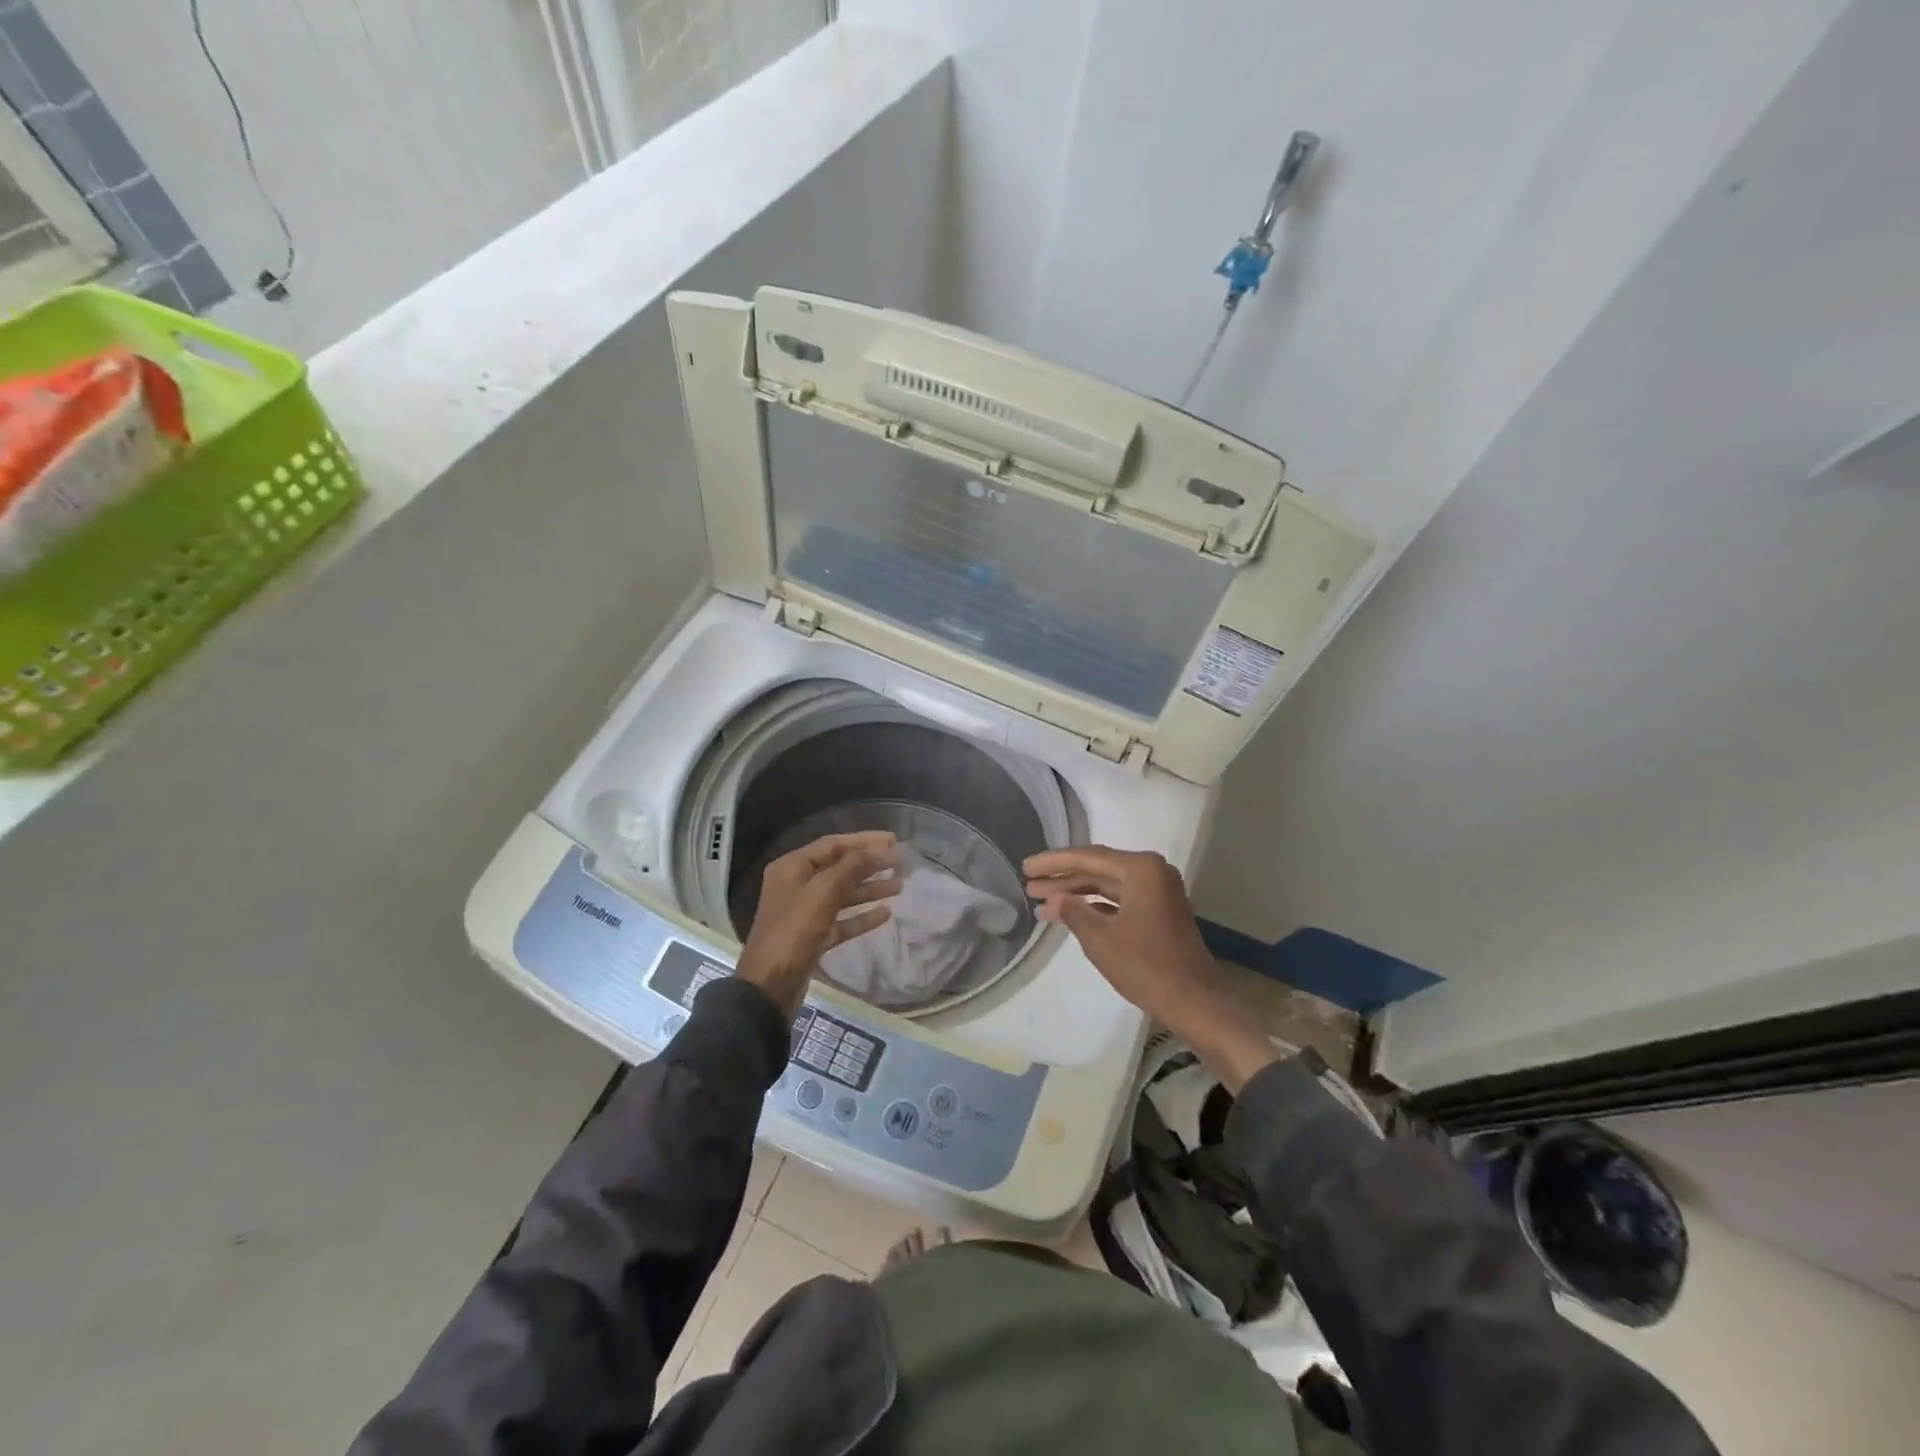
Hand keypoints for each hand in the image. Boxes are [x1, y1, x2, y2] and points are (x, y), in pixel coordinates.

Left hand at [738, 831, 900, 1018]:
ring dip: (869, 889)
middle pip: (839, 868)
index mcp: (792, 867)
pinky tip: (885, 914)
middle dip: (870, 865)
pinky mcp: (812, 938)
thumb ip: (854, 867)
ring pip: (842, 894)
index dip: (864, 841)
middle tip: (900, 863)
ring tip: (899, 886)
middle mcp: (796, 885)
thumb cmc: (794, 932)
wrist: (769, 988)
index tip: (894, 841)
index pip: (833, 845)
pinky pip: (841, 920)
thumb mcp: (824, 893)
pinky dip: (861, 916)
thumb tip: (885, 850)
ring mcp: (804, 913)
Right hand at [1025, 845, 1279, 1090]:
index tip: (1026, 867)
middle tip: (1029, 884)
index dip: (1053, 863)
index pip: (1087, 858)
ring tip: (1041, 901)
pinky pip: (1119, 899)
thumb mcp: (1100, 939)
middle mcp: (1152, 872)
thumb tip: (1055, 899)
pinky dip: (1094, 906)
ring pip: (1107, 884)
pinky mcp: (1159, 911)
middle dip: (1062, 878)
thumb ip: (1073, 912)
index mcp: (1141, 869)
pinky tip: (1069, 914)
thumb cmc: (1146, 966)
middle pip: (1097, 868)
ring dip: (1075, 893)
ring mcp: (1158, 891)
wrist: (1195, 1002)